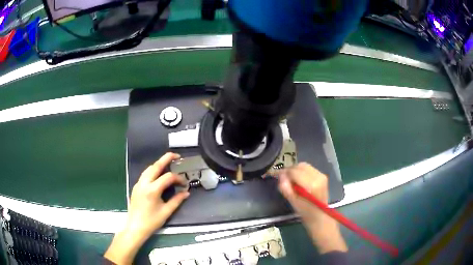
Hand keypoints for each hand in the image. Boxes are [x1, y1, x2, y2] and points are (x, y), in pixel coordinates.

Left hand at [104, 153, 189, 263]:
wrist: (135, 227)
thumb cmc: (152, 221)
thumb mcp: (166, 211)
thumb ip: (177, 200)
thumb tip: (186, 192)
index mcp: (152, 190)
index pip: (168, 177)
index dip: (178, 178)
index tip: (184, 184)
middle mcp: (144, 183)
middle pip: (155, 166)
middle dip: (166, 158)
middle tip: (177, 156)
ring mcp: (138, 184)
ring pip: (149, 168)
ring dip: (158, 164)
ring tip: (168, 164)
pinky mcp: (136, 187)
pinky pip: (145, 174)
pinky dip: (153, 171)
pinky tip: (158, 175)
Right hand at [278, 163, 346, 253]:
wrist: (321, 218)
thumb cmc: (306, 214)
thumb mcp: (293, 202)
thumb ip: (286, 188)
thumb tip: (280, 176)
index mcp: (311, 185)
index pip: (294, 171)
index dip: (284, 172)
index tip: (275, 175)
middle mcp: (318, 177)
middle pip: (300, 166)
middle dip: (290, 170)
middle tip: (282, 178)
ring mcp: (322, 175)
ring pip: (304, 166)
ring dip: (295, 170)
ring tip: (289, 180)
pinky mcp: (323, 176)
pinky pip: (309, 169)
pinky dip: (301, 172)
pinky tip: (298, 181)